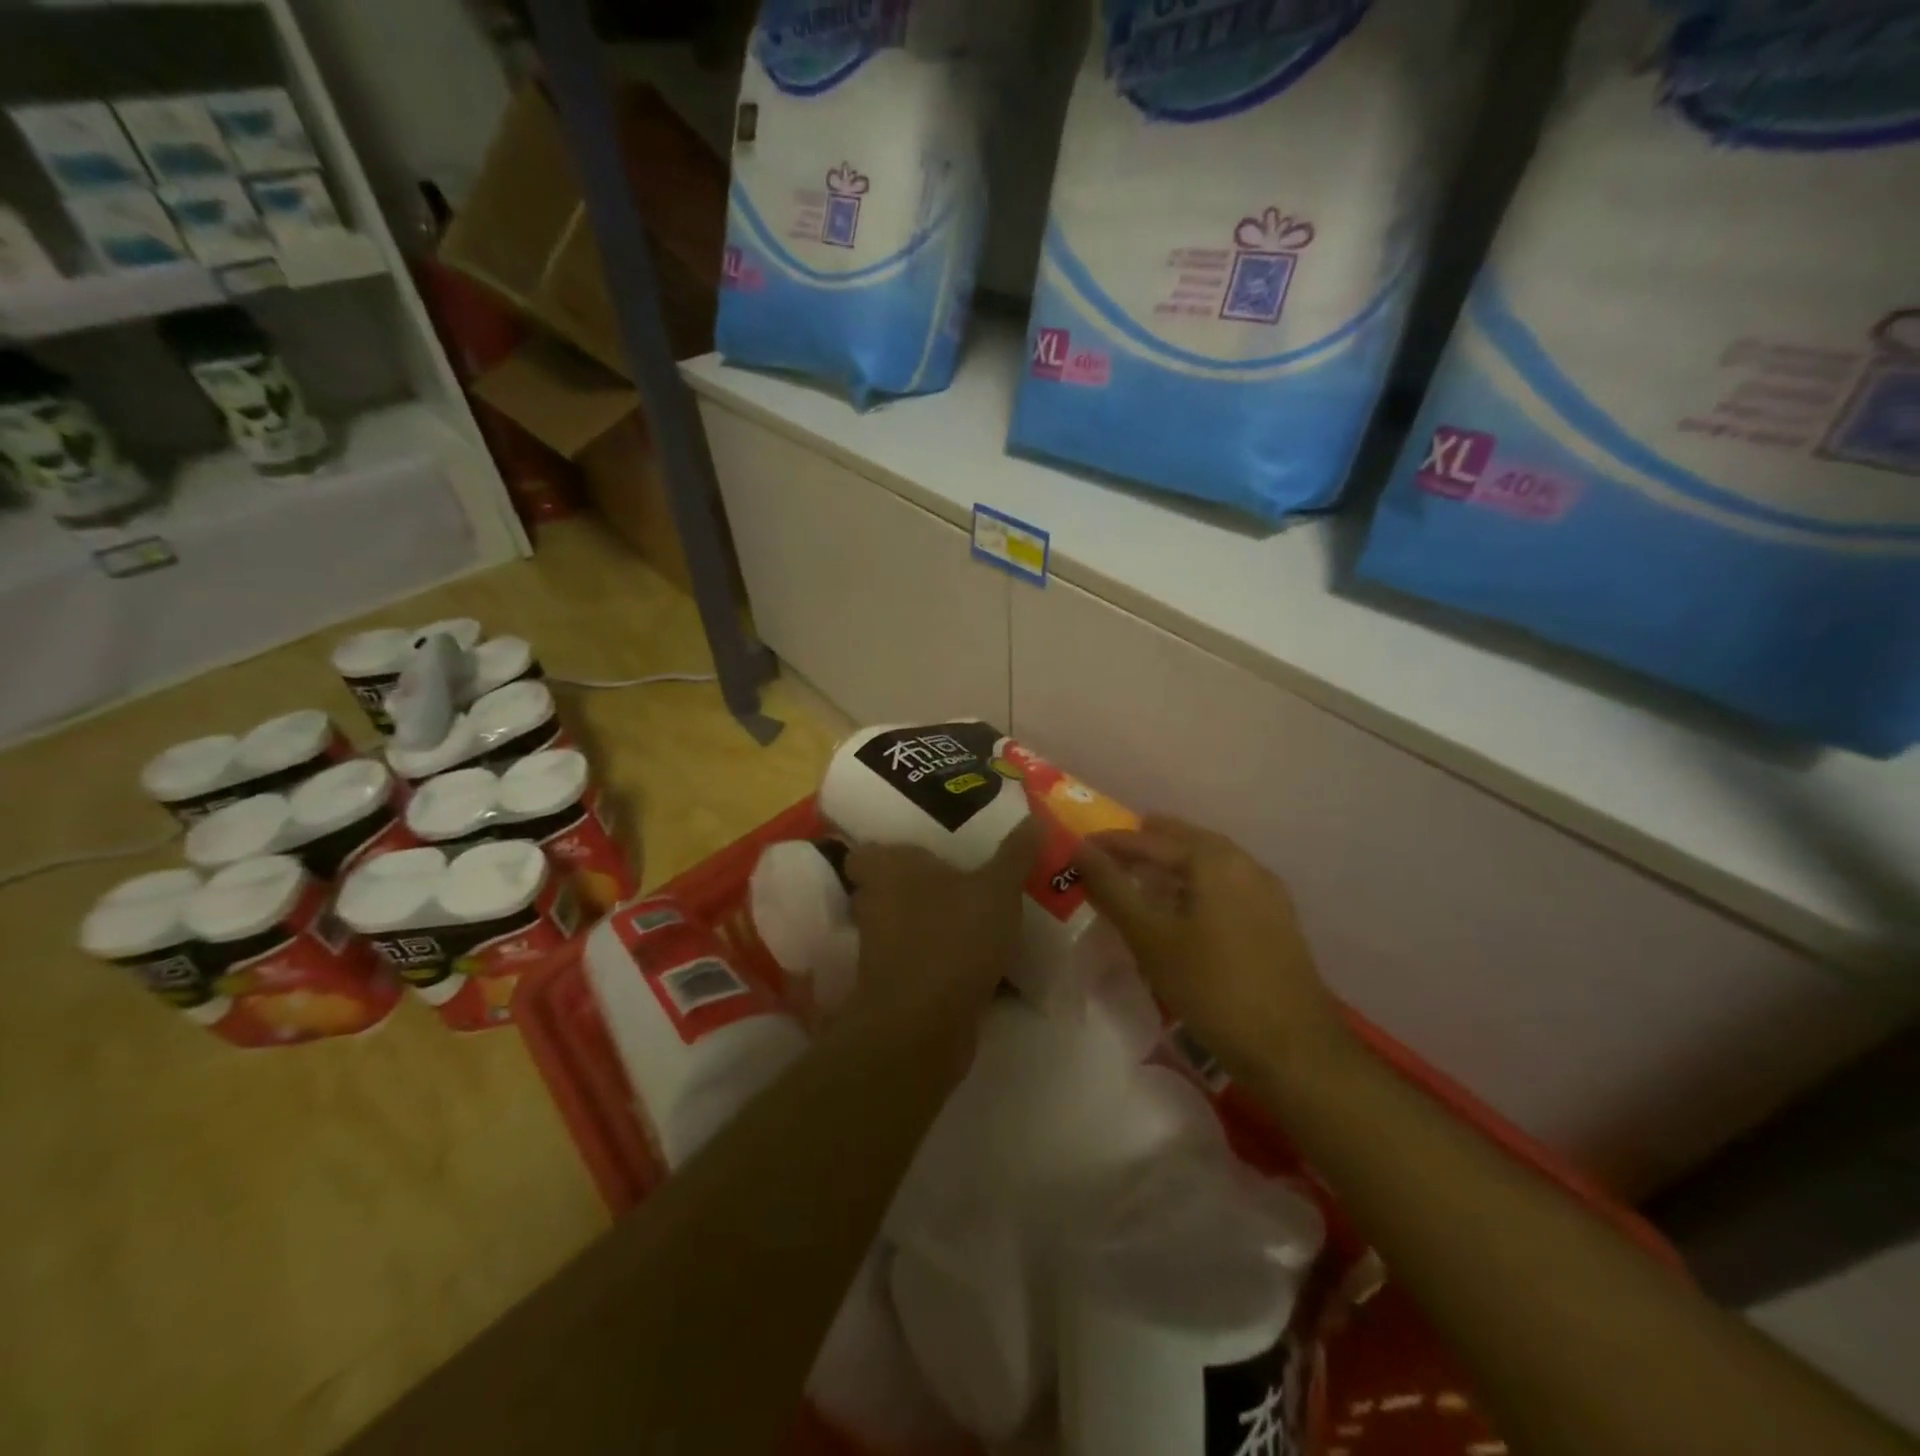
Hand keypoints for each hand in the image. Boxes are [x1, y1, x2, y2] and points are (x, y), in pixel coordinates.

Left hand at [841, 818, 1039, 1037]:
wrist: (925, 1026)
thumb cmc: (953, 937)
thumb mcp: (997, 889)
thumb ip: (1014, 854)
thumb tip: (1034, 817)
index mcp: (886, 868)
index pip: (865, 850)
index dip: (886, 846)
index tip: (924, 843)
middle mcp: (875, 902)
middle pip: (891, 885)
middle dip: (923, 882)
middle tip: (965, 871)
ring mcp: (882, 946)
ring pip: (909, 923)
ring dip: (936, 920)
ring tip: (980, 910)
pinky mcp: (898, 982)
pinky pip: (924, 957)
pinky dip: (945, 956)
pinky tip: (982, 955)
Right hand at [1075, 816, 1350, 1087]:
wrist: (1293, 1050)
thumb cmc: (1213, 988)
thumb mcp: (1151, 938)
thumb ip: (1113, 890)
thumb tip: (1080, 849)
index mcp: (1214, 860)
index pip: (1151, 839)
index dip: (1112, 842)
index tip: (1079, 848)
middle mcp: (1244, 864)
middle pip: (1185, 840)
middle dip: (1146, 843)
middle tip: (1111, 852)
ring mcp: (1266, 891)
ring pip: (1209, 861)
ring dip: (1173, 862)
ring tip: (1142, 875)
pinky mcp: (1276, 919)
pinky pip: (1226, 883)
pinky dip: (1196, 882)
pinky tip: (1184, 905)